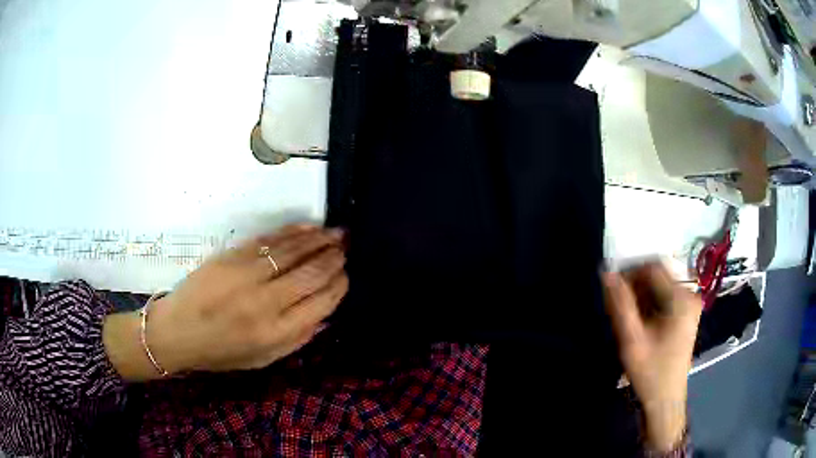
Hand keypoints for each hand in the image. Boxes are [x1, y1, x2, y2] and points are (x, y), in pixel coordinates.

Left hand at [104, 225, 347, 380]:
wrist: (176, 331)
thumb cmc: (220, 352)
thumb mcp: (263, 360)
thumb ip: (298, 339)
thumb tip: (326, 314)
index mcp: (275, 333)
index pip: (321, 303)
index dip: (339, 286)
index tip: (346, 275)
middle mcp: (265, 303)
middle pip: (311, 274)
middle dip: (334, 258)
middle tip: (347, 247)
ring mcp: (247, 276)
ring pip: (293, 252)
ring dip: (319, 240)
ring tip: (337, 232)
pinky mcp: (231, 257)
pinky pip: (269, 240)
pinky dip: (292, 232)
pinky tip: (309, 228)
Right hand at [603, 263, 701, 451]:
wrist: (665, 399)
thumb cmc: (650, 372)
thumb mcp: (631, 340)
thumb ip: (620, 305)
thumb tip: (606, 273)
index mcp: (681, 298)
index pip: (653, 268)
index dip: (630, 272)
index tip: (611, 288)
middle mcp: (689, 295)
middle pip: (657, 276)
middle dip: (634, 286)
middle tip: (615, 305)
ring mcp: (689, 304)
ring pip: (659, 286)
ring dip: (640, 296)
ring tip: (625, 316)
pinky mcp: (686, 313)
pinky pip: (664, 297)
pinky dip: (648, 303)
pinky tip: (638, 321)